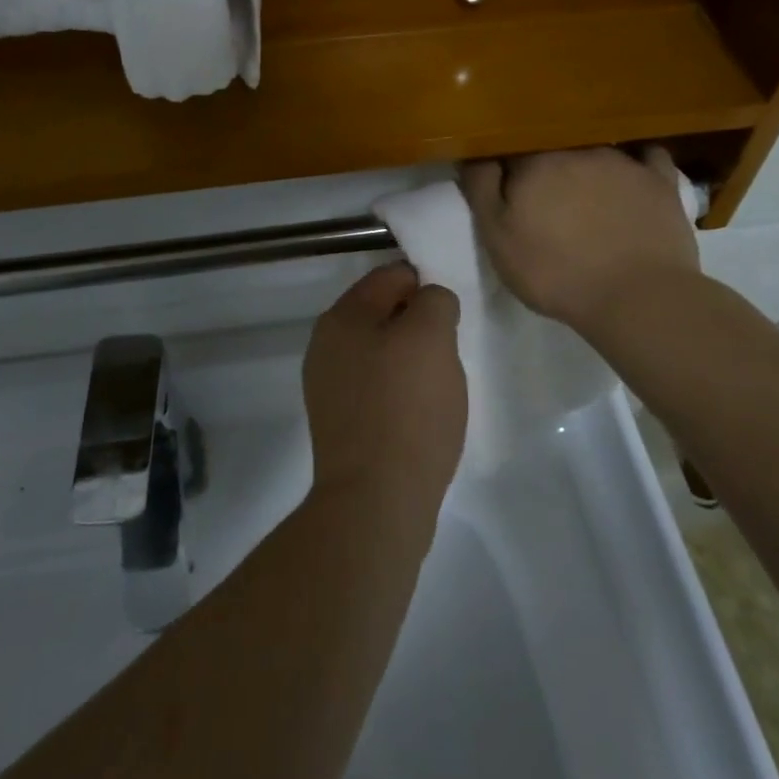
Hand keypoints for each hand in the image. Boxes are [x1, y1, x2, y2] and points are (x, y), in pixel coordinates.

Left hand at [304, 264, 465, 512]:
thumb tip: (429, 302)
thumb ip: (434, 301)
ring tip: (438, 383)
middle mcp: (326, 345)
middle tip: (449, 348)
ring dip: (410, 358)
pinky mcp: (340, 422)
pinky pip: (376, 387)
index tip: (452, 312)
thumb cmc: (406, 409)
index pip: (390, 276)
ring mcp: (328, 386)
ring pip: (380, 351)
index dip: (426, 285)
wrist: (375, 502)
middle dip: (418, 323)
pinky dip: (400, 390)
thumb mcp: (431, 337)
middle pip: (382, 313)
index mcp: (342, 317)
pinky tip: (420, 412)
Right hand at [461, 148, 700, 334]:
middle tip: (546, 202)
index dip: (506, 171)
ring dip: (586, 168)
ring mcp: (623, 162)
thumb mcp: (497, 238)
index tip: (506, 191)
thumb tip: (474, 153)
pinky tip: (634, 177)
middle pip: (553, 149)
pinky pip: (647, 157)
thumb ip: (481, 189)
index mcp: (534, 162)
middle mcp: (577, 149)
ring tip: (588, 199)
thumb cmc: (554, 272)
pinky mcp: (660, 180)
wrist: (636, 298)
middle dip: (546, 169)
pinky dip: (638, 164)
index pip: (510, 151)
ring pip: (595, 151)